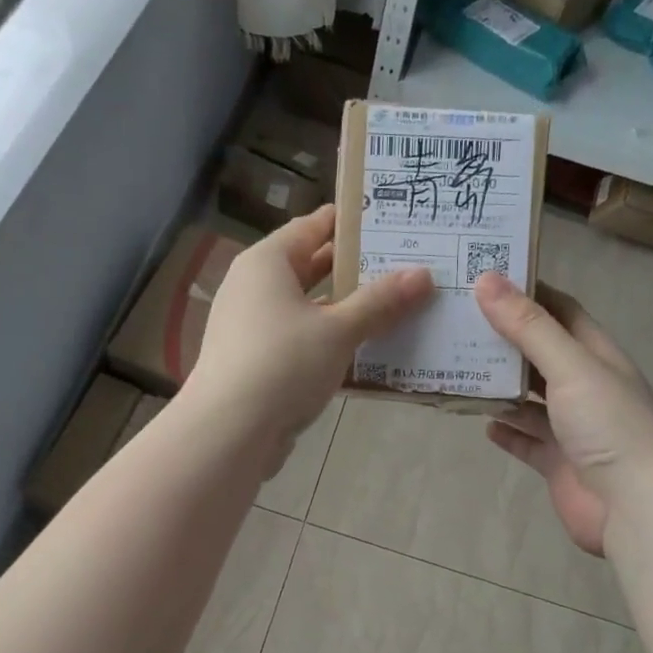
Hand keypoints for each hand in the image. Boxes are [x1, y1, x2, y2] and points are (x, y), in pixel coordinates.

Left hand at [186, 205, 433, 472]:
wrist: (229, 432)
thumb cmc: (283, 364)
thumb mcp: (338, 331)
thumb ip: (380, 302)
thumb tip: (423, 275)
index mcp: (267, 263)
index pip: (312, 226)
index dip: (350, 222)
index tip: (391, 220)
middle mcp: (254, 288)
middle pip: (311, 268)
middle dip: (356, 270)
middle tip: (405, 265)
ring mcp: (253, 328)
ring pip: (309, 309)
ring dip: (347, 311)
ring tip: (398, 307)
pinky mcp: (258, 363)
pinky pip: (302, 342)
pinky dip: (331, 343)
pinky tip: (368, 353)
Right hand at [474, 272, 652, 555]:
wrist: (636, 508)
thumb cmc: (610, 426)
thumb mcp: (570, 367)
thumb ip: (529, 328)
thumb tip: (487, 280)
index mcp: (597, 356)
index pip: (560, 312)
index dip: (527, 293)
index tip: (484, 279)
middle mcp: (585, 387)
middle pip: (539, 355)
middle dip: (504, 340)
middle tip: (457, 324)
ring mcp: (572, 428)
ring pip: (529, 400)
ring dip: (499, 388)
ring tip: (458, 370)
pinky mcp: (558, 462)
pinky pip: (526, 441)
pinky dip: (506, 432)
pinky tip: (482, 423)